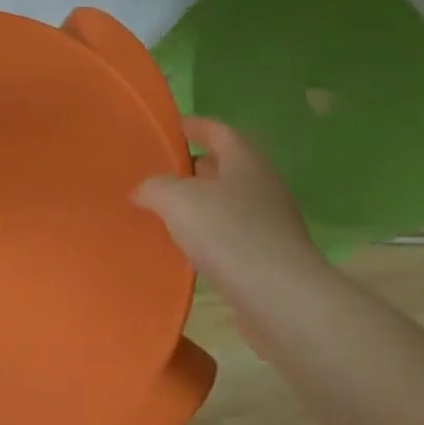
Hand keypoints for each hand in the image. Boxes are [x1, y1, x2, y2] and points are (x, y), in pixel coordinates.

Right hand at [133, 117, 323, 292]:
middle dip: (193, 167)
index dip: (195, 126)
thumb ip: (154, 186)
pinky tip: (185, 248)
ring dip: (200, 204)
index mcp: (245, 161)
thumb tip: (143, 190)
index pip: (218, 131)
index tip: (171, 127)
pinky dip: (209, 235)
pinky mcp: (269, 257)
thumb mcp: (176, 199)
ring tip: (164, 211)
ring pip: (227, 203)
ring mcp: (270, 223)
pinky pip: (232, 235)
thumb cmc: (229, 234)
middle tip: (158, 172)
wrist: (280, 298)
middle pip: (224, 167)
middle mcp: (262, 185)